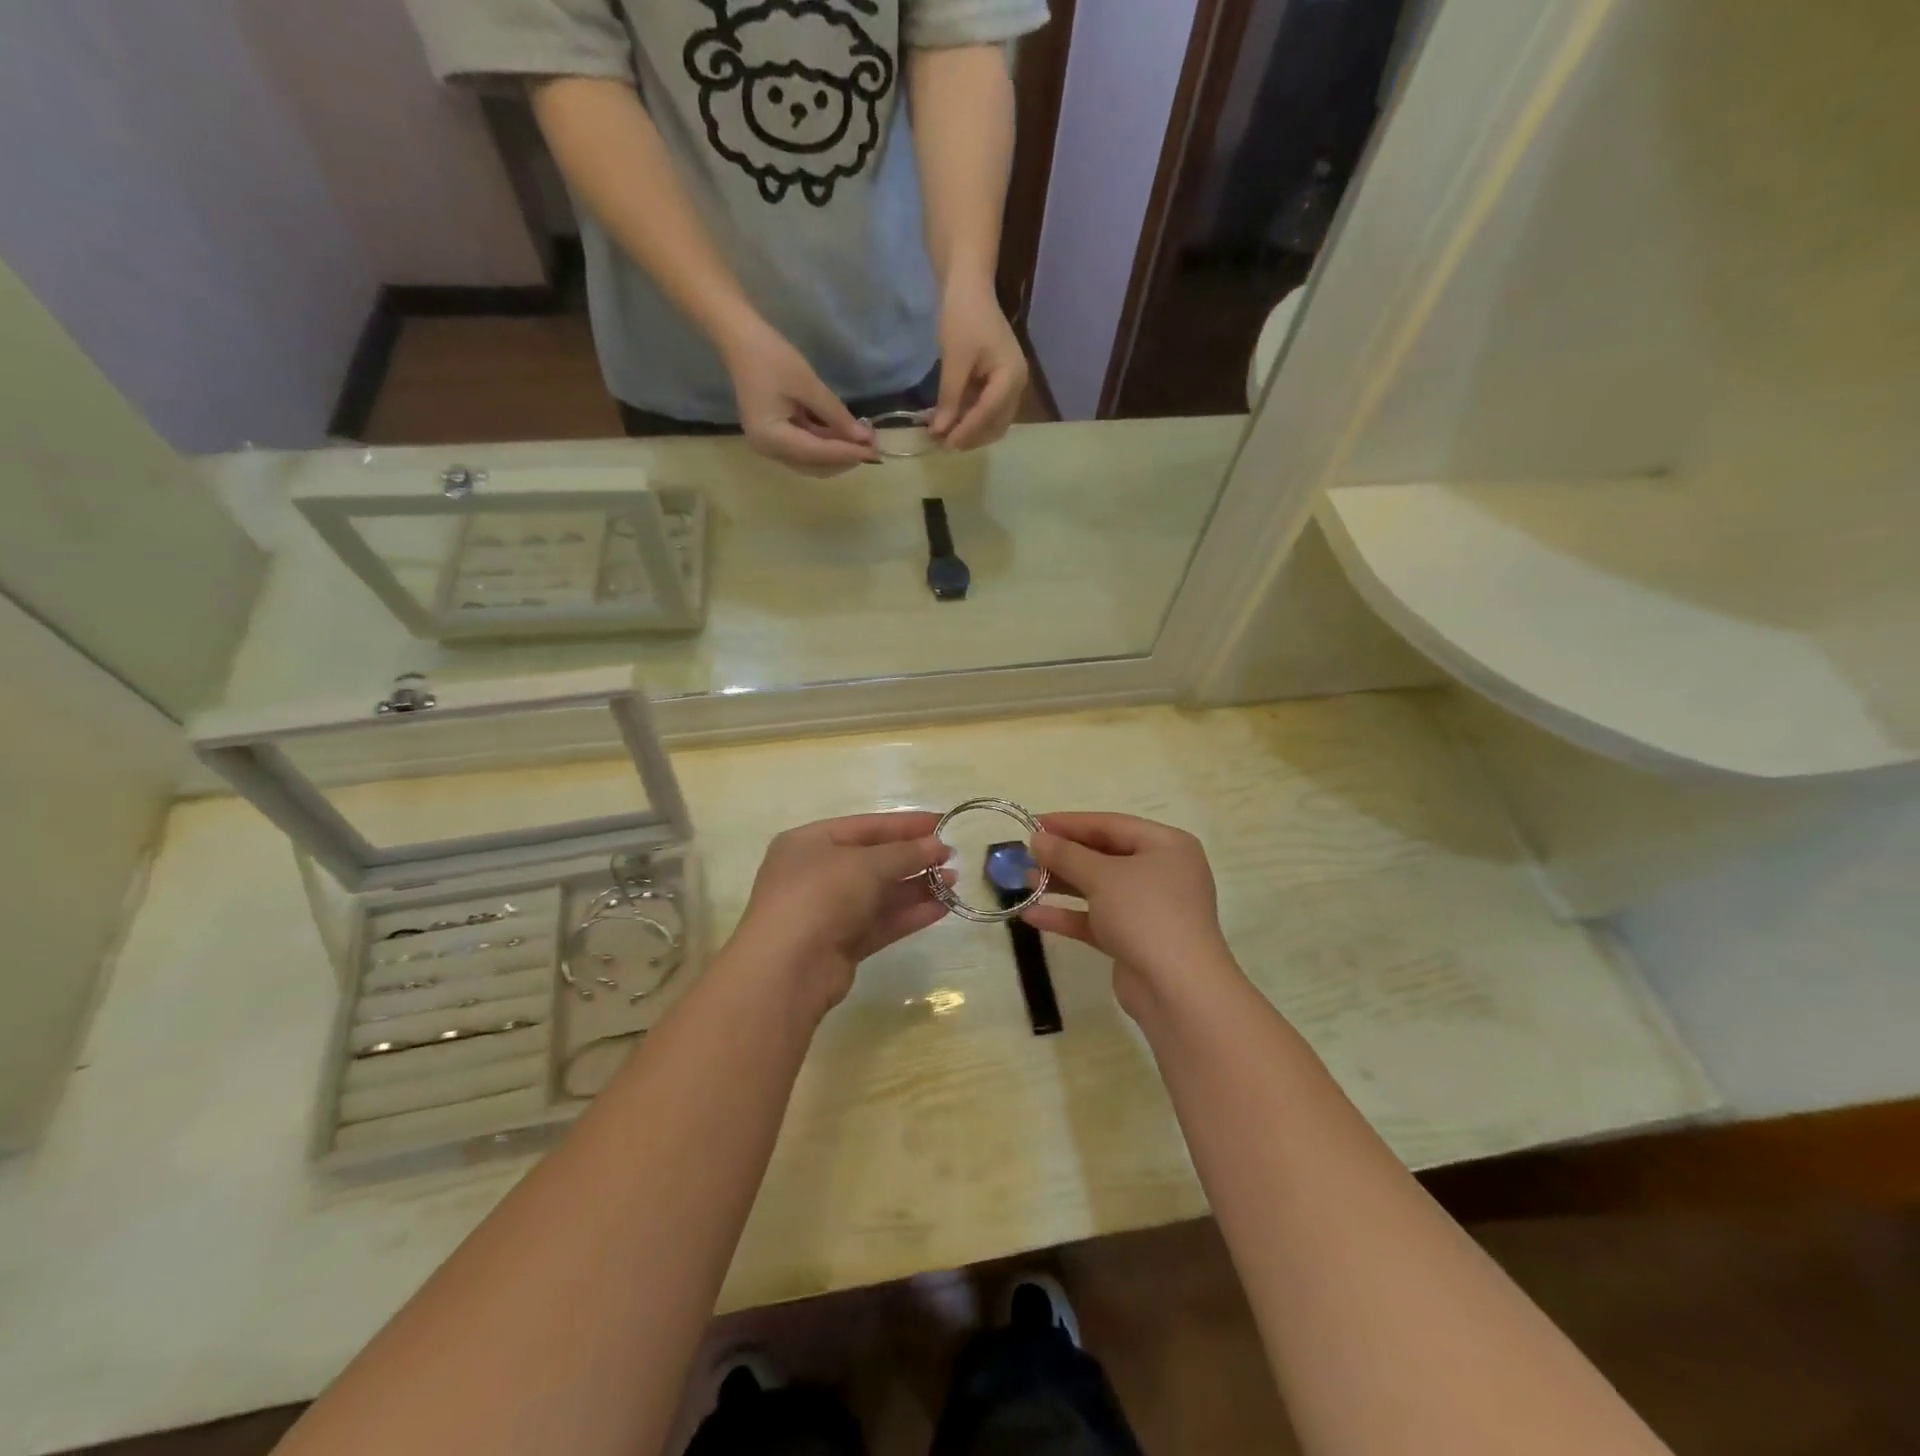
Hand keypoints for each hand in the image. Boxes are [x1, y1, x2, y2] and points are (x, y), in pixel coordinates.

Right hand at [722, 321, 881, 477]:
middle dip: (844, 457)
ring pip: (813, 460)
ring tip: (863, 440)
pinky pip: (806, 447)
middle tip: (873, 446)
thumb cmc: (771, 356)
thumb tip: (864, 438)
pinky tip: (846, 434)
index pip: (817, 454)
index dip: (848, 453)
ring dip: (838, 452)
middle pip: (815, 465)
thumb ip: (836, 415)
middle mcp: (769, 450)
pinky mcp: (776, 437)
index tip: (875, 452)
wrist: (741, 338)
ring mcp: (771, 445)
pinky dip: (827, 443)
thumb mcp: (808, 385)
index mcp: (771, 439)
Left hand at [728, 812, 951, 1014]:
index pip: (866, 826)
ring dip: (916, 887)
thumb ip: (904, 853)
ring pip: (879, 894)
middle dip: (913, 858)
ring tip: (954, 882)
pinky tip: (941, 908)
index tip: (943, 822)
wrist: (787, 969)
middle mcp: (815, 873)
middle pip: (873, 860)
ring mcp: (827, 911)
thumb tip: (937, 846)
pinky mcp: (841, 944)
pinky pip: (880, 922)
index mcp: (809, 843)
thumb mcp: (865, 864)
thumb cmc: (820, 896)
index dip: (906, 824)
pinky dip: (908, 914)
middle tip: (952, 857)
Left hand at [931, 279, 1027, 450]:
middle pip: (995, 425)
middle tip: (942, 444)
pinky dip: (970, 419)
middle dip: (970, 436)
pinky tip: (950, 420)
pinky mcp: (999, 384)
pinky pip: (987, 410)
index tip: (944, 444)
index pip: (989, 414)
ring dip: (970, 431)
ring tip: (944, 435)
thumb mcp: (954, 360)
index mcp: (1011, 376)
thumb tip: (939, 431)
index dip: (966, 431)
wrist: (969, 286)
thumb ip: (949, 398)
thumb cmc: (963, 316)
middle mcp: (1017, 386)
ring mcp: (1009, 385)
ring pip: (992, 422)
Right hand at [1022, 813, 1241, 1018]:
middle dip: (1063, 856)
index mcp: (1166, 846)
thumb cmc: (1145, 914)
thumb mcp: (1102, 876)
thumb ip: (1066, 854)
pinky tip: (1032, 915)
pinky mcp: (1135, 940)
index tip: (1032, 823)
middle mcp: (1162, 872)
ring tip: (1024, 882)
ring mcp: (1150, 909)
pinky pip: (1097, 920)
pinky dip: (1068, 916)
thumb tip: (1037, 838)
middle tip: (1025, 854)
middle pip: (1104, 855)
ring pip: (1099, 888)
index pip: (1110, 824)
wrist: (1178, 990)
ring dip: (1061, 885)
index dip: (1069, 823)